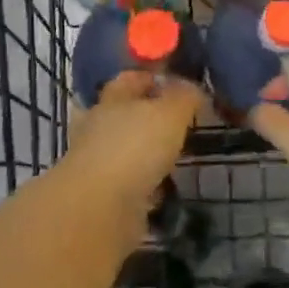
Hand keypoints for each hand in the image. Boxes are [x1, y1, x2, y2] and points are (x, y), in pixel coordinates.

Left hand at [66, 72, 201, 212]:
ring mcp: (95, 162)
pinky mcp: (99, 195)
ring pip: (125, 149)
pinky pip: (127, 183)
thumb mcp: (171, 112)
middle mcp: (98, 126)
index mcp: (112, 98)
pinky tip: (162, 190)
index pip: (131, 78)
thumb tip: (193, 89)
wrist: (98, 209)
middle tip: (178, 123)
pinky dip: (143, 185)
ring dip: (144, 153)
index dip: (152, 78)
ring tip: (173, 157)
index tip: (177, 85)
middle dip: (148, 117)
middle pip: (124, 114)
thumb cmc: (135, 147)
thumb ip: (184, 97)